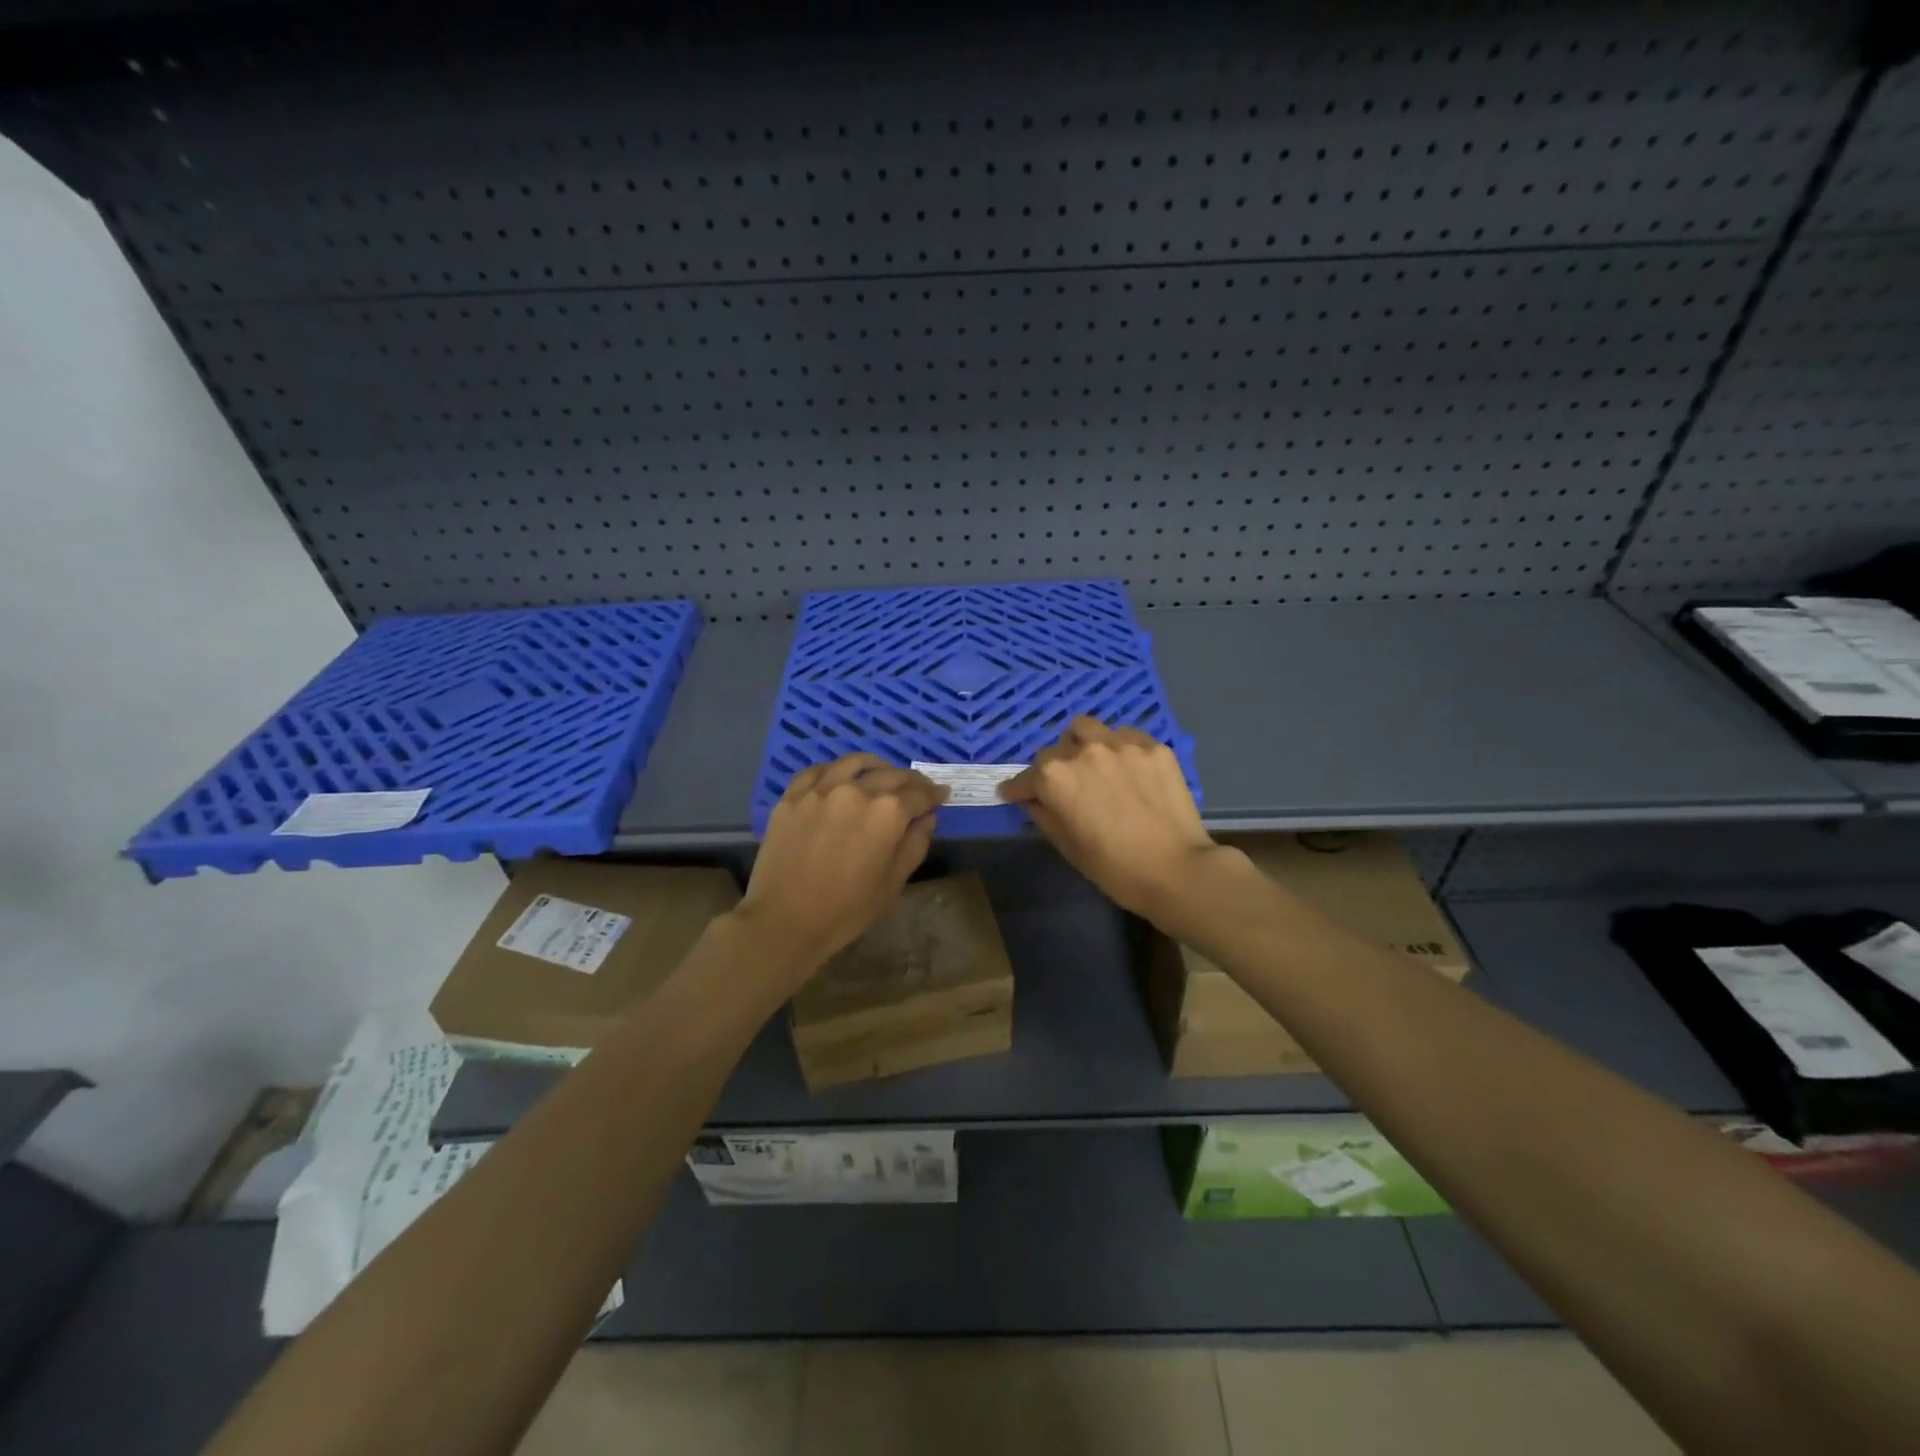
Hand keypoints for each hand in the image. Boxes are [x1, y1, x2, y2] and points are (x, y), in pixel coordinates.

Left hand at [738, 754, 948, 972]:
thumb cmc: (846, 910)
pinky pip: (817, 771)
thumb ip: (915, 845)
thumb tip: (927, 818)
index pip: (919, 795)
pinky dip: (835, 769)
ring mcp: (821, 790)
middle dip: (911, 781)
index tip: (942, 795)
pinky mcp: (793, 797)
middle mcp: (857, 790)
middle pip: (891, 775)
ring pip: (854, 763)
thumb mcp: (893, 883)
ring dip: (876, 766)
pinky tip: (839, 776)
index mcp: (888, 812)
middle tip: (919, 788)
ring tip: (882, 772)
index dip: (934, 795)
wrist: (784, 920)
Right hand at [1000, 717, 1227, 920]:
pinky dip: (1117, 748)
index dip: (1017, 789)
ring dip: (1081, 745)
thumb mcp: (1067, 847)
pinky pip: (1125, 736)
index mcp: (1055, 777)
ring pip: (1087, 729)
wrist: (1177, 870)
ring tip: (1093, 766)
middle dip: (1052, 769)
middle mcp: (1083, 750)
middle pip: (1055, 750)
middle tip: (1065, 788)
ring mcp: (1121, 744)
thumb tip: (1034, 800)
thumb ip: (1044, 815)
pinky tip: (1127, 768)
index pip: (1025, 778)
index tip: (1016, 795)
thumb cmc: (1114, 868)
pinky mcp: (1153, 746)